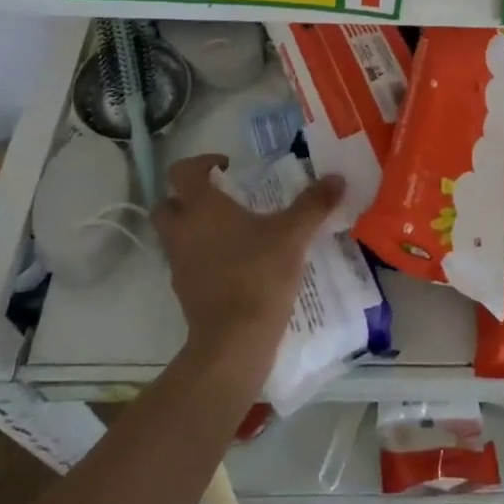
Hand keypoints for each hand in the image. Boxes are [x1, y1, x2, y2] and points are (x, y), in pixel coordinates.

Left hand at [152, 154, 344, 372]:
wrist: (234, 340)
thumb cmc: (259, 274)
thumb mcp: (293, 234)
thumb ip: (313, 204)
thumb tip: (337, 178)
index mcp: (201, 208)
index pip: (182, 171)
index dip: (201, 163)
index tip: (226, 167)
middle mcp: (182, 231)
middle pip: (167, 204)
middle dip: (187, 198)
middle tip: (220, 199)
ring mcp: (178, 263)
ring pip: (174, 235)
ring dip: (193, 228)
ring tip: (231, 232)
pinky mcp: (184, 291)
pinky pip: (185, 263)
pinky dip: (201, 257)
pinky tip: (233, 264)